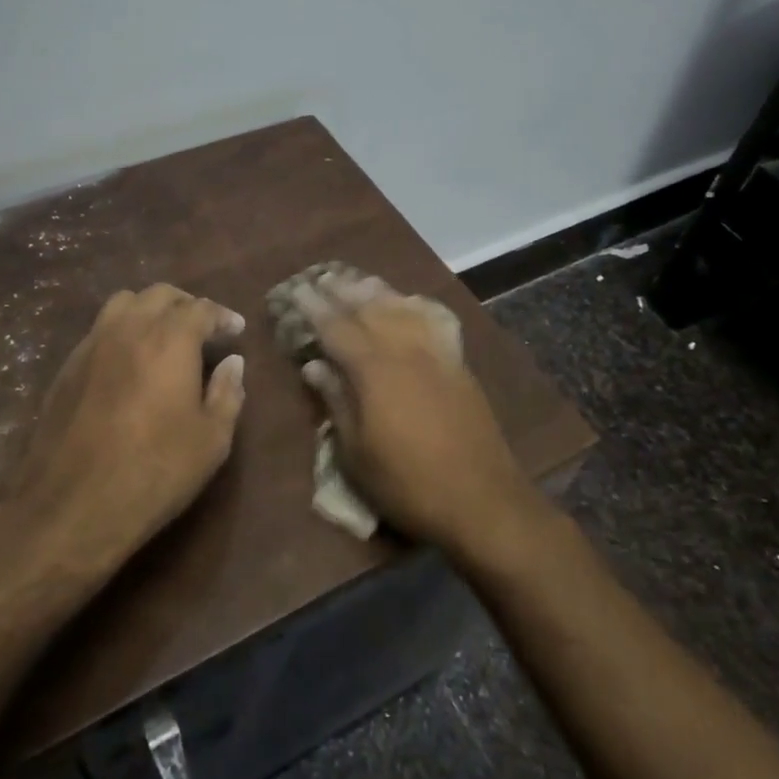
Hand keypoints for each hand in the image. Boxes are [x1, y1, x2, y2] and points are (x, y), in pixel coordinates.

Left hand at [5, 284, 246, 572]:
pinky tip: (129, 362)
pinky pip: (99, 330)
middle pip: (160, 295)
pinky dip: (122, 331)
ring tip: (163, 336)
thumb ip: (227, 393)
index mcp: (169, 340)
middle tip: (203, 330)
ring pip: (123, 304)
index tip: (235, 330)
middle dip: (186, 305)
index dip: (222, 316)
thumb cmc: (154, 471)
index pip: (201, 308)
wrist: (71, 506)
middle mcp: (128, 329)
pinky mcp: (67, 367)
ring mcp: (91, 345)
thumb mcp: (211, 440)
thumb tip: (233, 363)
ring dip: (149, 310)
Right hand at [290, 273, 543, 557]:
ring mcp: (436, 354)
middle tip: (322, 278)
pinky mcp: (458, 365)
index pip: (336, 328)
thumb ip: (336, 401)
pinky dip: (417, 307)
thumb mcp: (356, 452)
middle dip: (343, 292)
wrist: (481, 499)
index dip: (314, 308)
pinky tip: (409, 302)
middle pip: (369, 309)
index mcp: (373, 370)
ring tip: (357, 281)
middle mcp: (404, 350)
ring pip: (402, 309)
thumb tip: (314, 365)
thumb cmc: (406, 483)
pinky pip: (434, 322)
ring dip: (377, 292)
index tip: (297, 290)